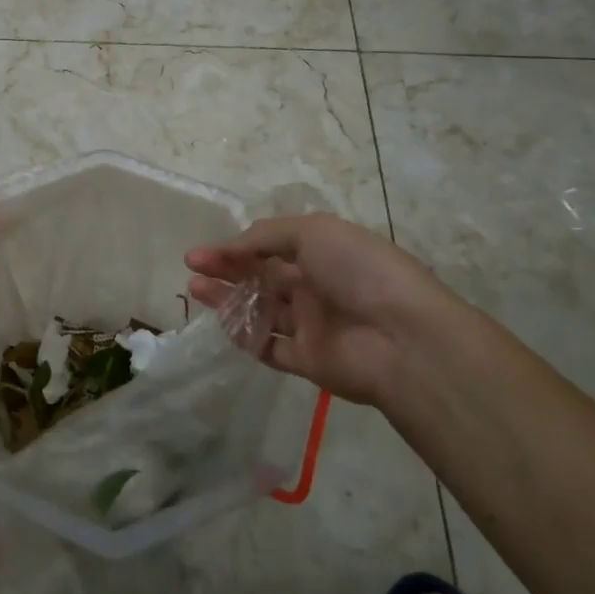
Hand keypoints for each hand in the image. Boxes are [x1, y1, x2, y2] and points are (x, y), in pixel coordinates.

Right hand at [185, 215, 465, 406]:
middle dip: (225, 270)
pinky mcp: (307, 360)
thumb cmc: (359, 272)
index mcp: (322, 254)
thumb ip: (266, 236)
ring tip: (195, 290)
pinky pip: (269, 347)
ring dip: (227, 300)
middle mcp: (315, 287)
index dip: (235, 248)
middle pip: (260, 278)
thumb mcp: (313, 232)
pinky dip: (246, 336)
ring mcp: (311, 325)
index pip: (269, 248)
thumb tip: (232, 248)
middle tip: (192, 268)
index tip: (201, 251)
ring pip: (259, 311)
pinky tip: (225, 323)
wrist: (402, 338)